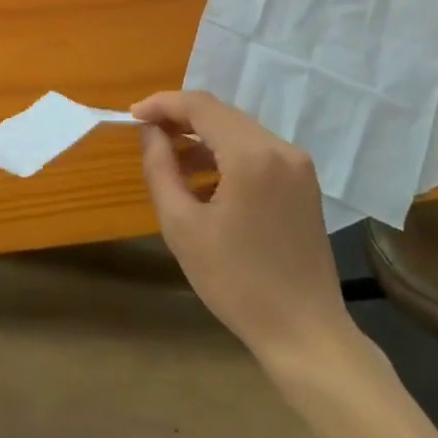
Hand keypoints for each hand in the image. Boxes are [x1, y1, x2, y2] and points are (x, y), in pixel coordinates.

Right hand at [132, 91, 359, 369]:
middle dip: (181, 118)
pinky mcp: (304, 183)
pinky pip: (258, 151)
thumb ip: (160, 168)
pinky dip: (227, 154)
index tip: (132, 116)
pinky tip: (206, 181)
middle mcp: (280, 148)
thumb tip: (149, 132)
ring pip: (239, 130)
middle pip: (221, 113)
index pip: (200, 106)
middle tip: (146, 136)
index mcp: (252, 155)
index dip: (162, 104)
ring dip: (203, 138)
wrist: (305, 333)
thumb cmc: (236, 282)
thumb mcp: (182, 226)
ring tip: (171, 162)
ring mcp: (298, 165)